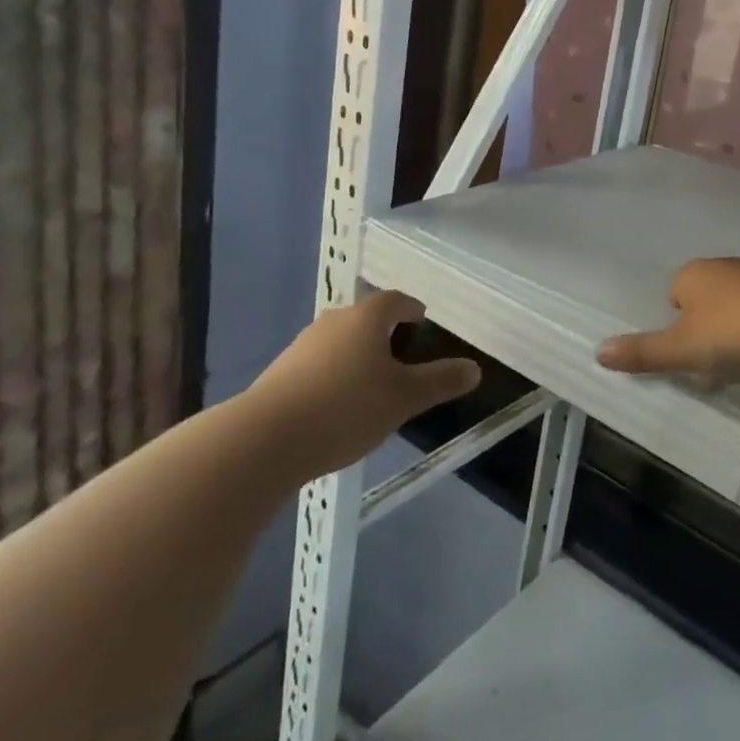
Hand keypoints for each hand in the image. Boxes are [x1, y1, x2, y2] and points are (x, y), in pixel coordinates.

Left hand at [250, 291, 480, 473]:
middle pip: (365, 318)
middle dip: (385, 333)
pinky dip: (334, 377)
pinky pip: (318, 366)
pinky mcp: (280, 374)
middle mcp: (333, 322)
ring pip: (340, 342)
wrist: (264, 440)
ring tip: (372, 386)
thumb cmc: (346, 408)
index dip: (412, 309)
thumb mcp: (404, 398)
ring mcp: (302, 347)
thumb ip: (440, 381)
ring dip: (357, 356)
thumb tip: (475, 369)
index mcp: (365, 318)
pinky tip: (338, 408)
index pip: (395, 300)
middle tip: (403, 357)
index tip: (422, 322)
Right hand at [596, 257, 739, 382]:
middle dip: (707, 323)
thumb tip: (598, 352)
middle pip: (707, 295)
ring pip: (738, 301)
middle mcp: (726, 265)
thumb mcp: (681, 350)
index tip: (687, 350)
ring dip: (737, 325)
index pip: (674, 291)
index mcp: (694, 273)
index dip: (677, 321)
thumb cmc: (730, 334)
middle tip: (712, 359)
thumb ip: (642, 352)